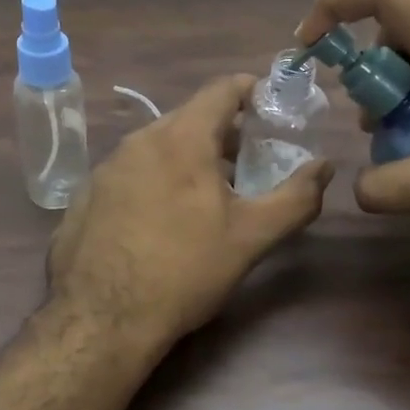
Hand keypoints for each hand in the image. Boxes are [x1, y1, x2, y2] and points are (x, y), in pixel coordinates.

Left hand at [48, 75, 332, 346]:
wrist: (102, 320)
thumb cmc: (184, 272)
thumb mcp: (251, 238)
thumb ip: (296, 198)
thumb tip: (325, 166)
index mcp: (180, 139)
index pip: (221, 89)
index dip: (251, 90)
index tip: (271, 106)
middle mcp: (137, 141)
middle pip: (188, 118)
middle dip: (222, 133)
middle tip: (247, 163)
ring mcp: (104, 168)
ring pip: (156, 147)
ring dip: (186, 159)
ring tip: (206, 195)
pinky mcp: (84, 197)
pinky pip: (129, 174)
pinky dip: (153, 181)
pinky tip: (160, 221)